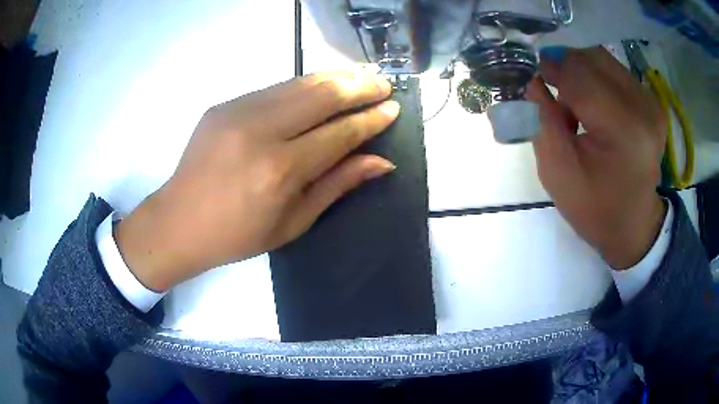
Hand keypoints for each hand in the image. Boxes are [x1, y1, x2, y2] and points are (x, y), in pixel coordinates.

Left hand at [115, 70, 399, 290]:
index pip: (339, 133)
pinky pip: (276, 88)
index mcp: (279, 170)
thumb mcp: (294, 222)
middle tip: (384, 84)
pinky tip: (322, 88)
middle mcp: (260, 131)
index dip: (370, 119)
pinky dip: (306, 85)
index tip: (393, 108)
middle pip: (323, 95)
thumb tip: (382, 161)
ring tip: (361, 78)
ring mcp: (238, 111)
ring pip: (300, 82)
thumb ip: (338, 184)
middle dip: (360, 86)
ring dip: (336, 78)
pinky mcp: (225, 103)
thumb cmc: (238, 235)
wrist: (179, 220)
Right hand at [526, 46, 666, 269]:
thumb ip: (541, 120)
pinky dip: (594, 78)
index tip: (530, 76)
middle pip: (591, 57)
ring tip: (573, 104)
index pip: (579, 74)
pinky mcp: (651, 101)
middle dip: (564, 66)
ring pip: (601, 59)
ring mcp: (650, 101)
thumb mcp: (557, 172)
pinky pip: (613, 70)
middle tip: (549, 89)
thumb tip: (529, 77)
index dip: (550, 68)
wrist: (633, 225)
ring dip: (579, 72)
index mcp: (625, 130)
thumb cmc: (595, 208)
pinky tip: (591, 105)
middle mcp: (643, 106)